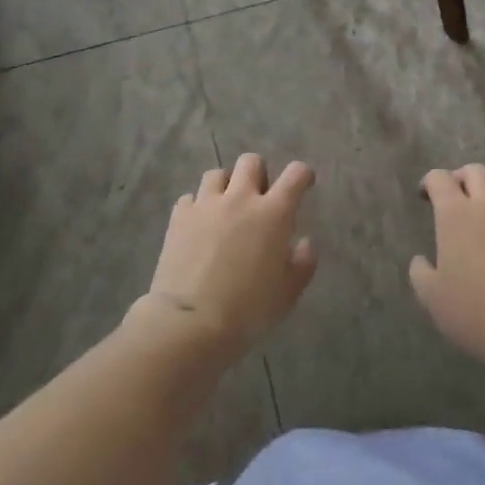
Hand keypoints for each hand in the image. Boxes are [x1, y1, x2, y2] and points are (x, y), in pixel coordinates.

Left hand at [140, 154, 317, 362]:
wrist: (190, 323)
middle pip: (251, 161)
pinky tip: (198, 225)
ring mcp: (207, 204)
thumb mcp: (288, 294)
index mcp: (273, 213)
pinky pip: (190, 197)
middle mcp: (240, 198)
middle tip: (258, 200)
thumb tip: (305, 242)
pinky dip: (197, 206)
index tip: (303, 185)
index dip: (302, 175)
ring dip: (225, 186)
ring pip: (217, 173)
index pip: (295, 174)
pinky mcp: (180, 216)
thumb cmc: (247, 311)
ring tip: (225, 209)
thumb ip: (303, 263)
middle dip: (258, 174)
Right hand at [410, 164, 484, 365]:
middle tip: (453, 199)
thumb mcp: (432, 297)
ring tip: (480, 220)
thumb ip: (421, 272)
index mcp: (456, 213)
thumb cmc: (474, 308)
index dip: (429, 182)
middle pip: (475, 171)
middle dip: (461, 178)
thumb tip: (421, 261)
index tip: (424, 197)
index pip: (439, 178)